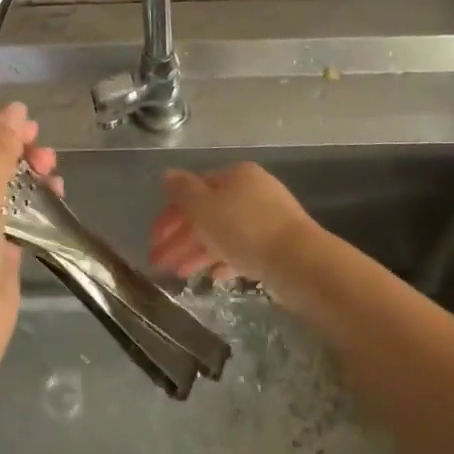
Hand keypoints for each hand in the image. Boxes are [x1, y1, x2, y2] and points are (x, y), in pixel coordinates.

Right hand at [148, 162, 312, 287]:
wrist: (300, 262)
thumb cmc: (245, 229)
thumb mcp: (204, 207)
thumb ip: (182, 191)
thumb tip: (167, 175)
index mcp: (235, 175)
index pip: (194, 190)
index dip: (169, 214)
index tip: (153, 240)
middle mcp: (252, 191)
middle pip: (208, 212)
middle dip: (181, 237)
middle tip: (160, 263)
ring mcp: (268, 218)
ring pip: (224, 232)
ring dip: (198, 251)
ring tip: (181, 275)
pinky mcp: (278, 245)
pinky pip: (243, 249)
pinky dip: (224, 260)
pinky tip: (213, 277)